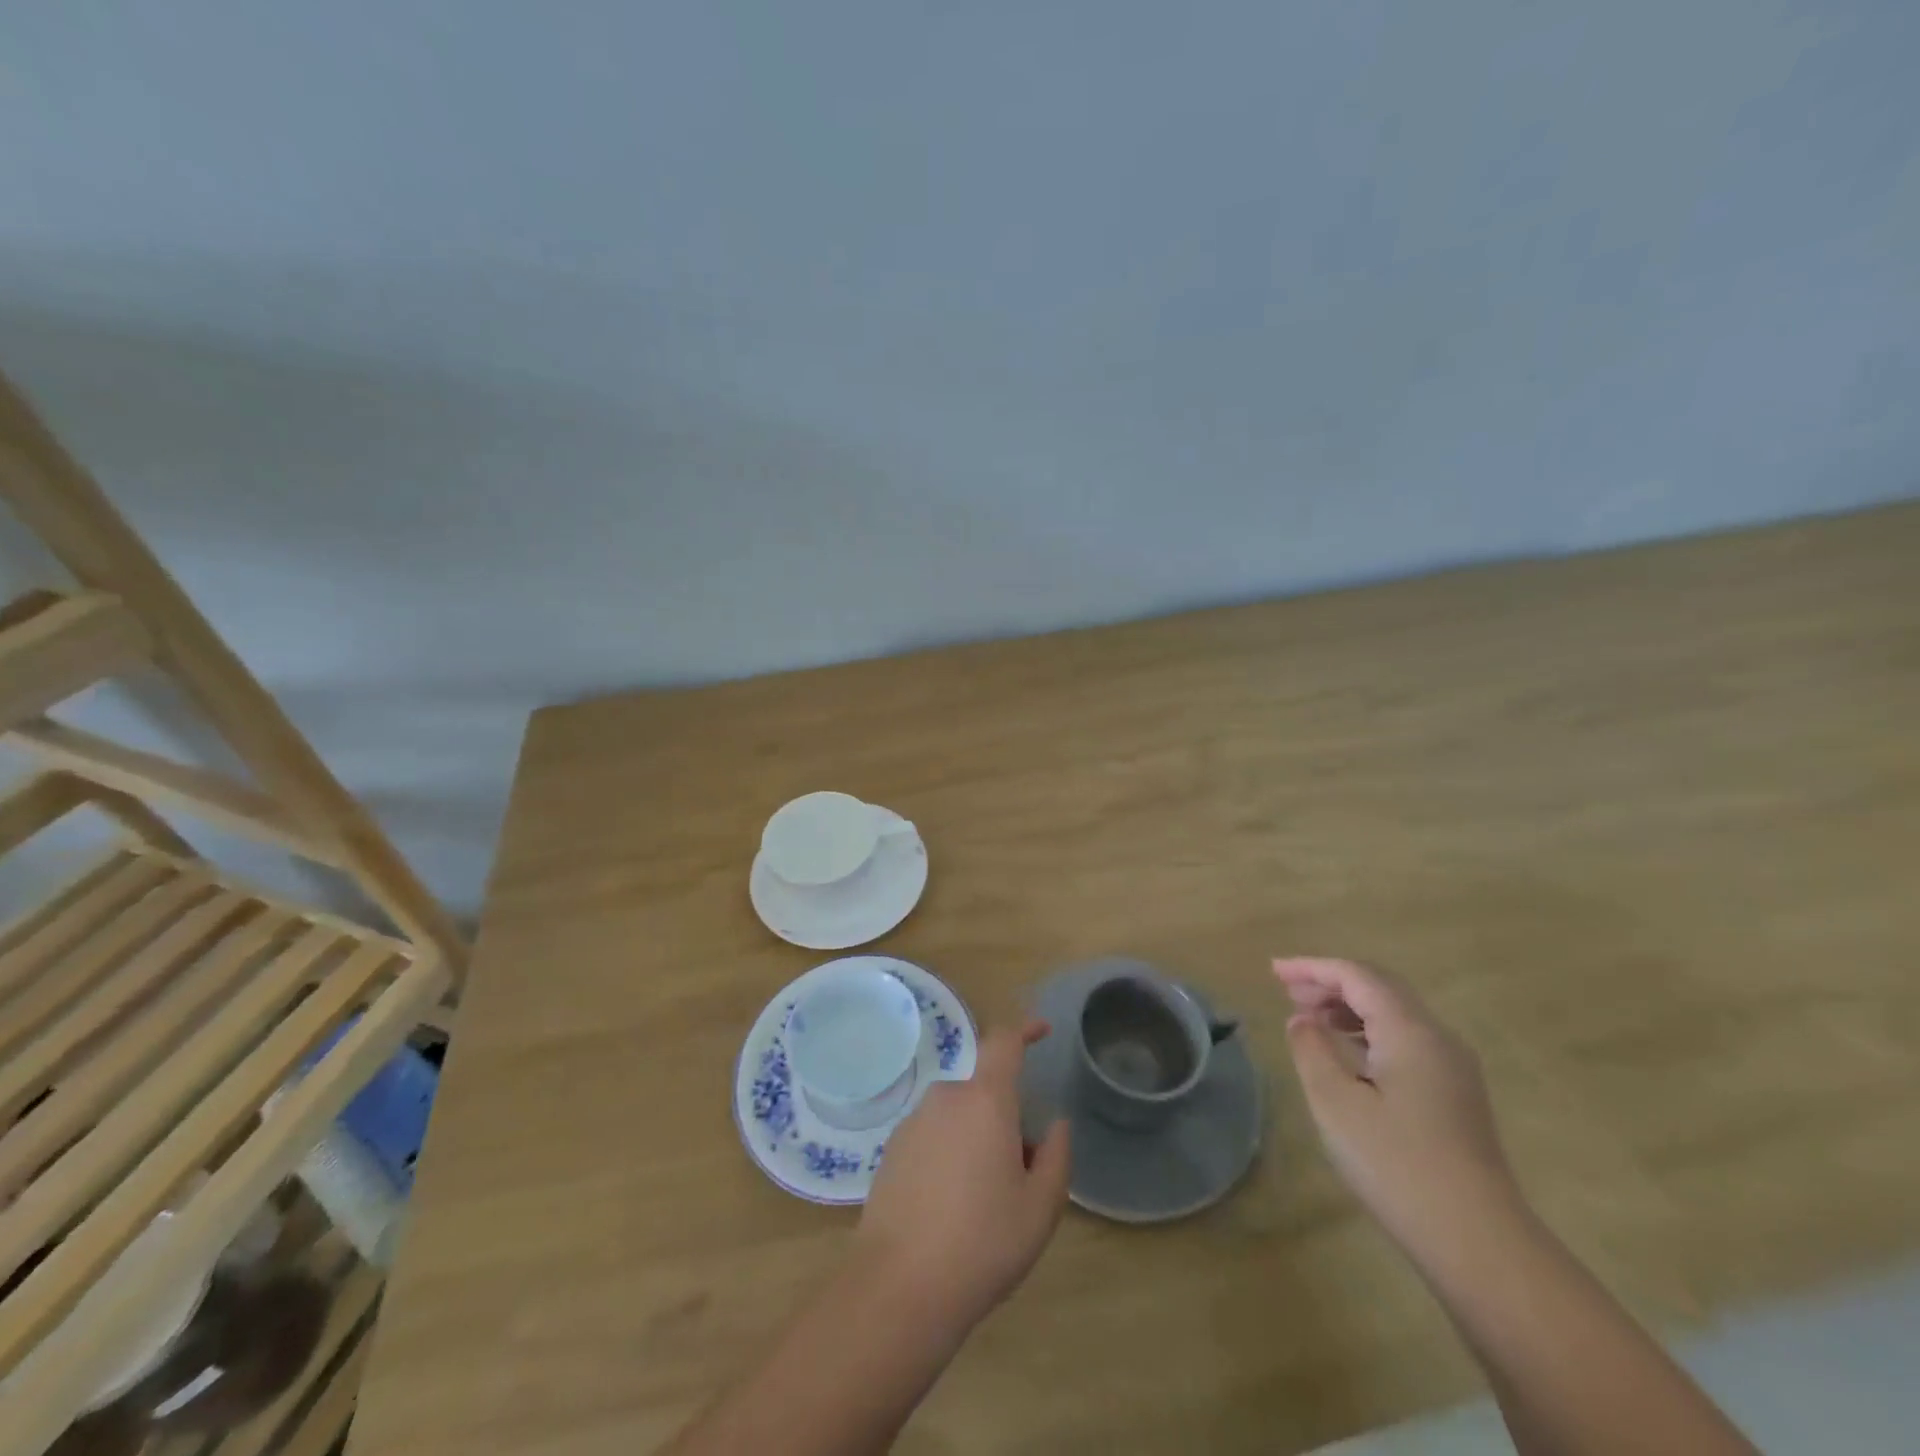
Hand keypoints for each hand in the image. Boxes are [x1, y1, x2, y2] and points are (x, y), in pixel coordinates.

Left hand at [855, 1021, 1071, 1333]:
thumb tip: (1053, 1126)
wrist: (899, 1287)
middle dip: (1005, 1119)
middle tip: (1020, 1176)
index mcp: (985, 1100)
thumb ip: (1056, 1156)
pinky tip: (950, 1211)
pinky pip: (934, 1137)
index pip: (1004, 1041)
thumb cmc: (982, 1242)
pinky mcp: (892, 1150)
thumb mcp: (1040, 1207)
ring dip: (977, 1141)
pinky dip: (949, 1157)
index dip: (1025, 1029)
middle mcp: (946, 1098)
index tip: (1042, 1031)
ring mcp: (913, 1122)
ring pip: (959, 1118)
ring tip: (985, 1205)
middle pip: (984, 1092)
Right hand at [1275, 957, 1522, 1261]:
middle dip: (1331, 983)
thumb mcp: (1335, 1103)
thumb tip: (1302, 1020)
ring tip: (1309, 1018)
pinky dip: (1368, 1032)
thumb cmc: (1397, 1165)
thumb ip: (1311, 1050)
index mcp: (1410, 1031)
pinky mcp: (1456, 1096)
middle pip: (1380, 988)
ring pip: (1395, 1014)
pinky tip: (1347, 1054)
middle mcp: (1438, 1038)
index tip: (1273, 971)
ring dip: (1349, 1007)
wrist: (1479, 1242)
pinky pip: (1406, 1040)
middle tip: (1287, 992)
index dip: (1313, 967)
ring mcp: (1453, 1068)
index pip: (1357, 976)